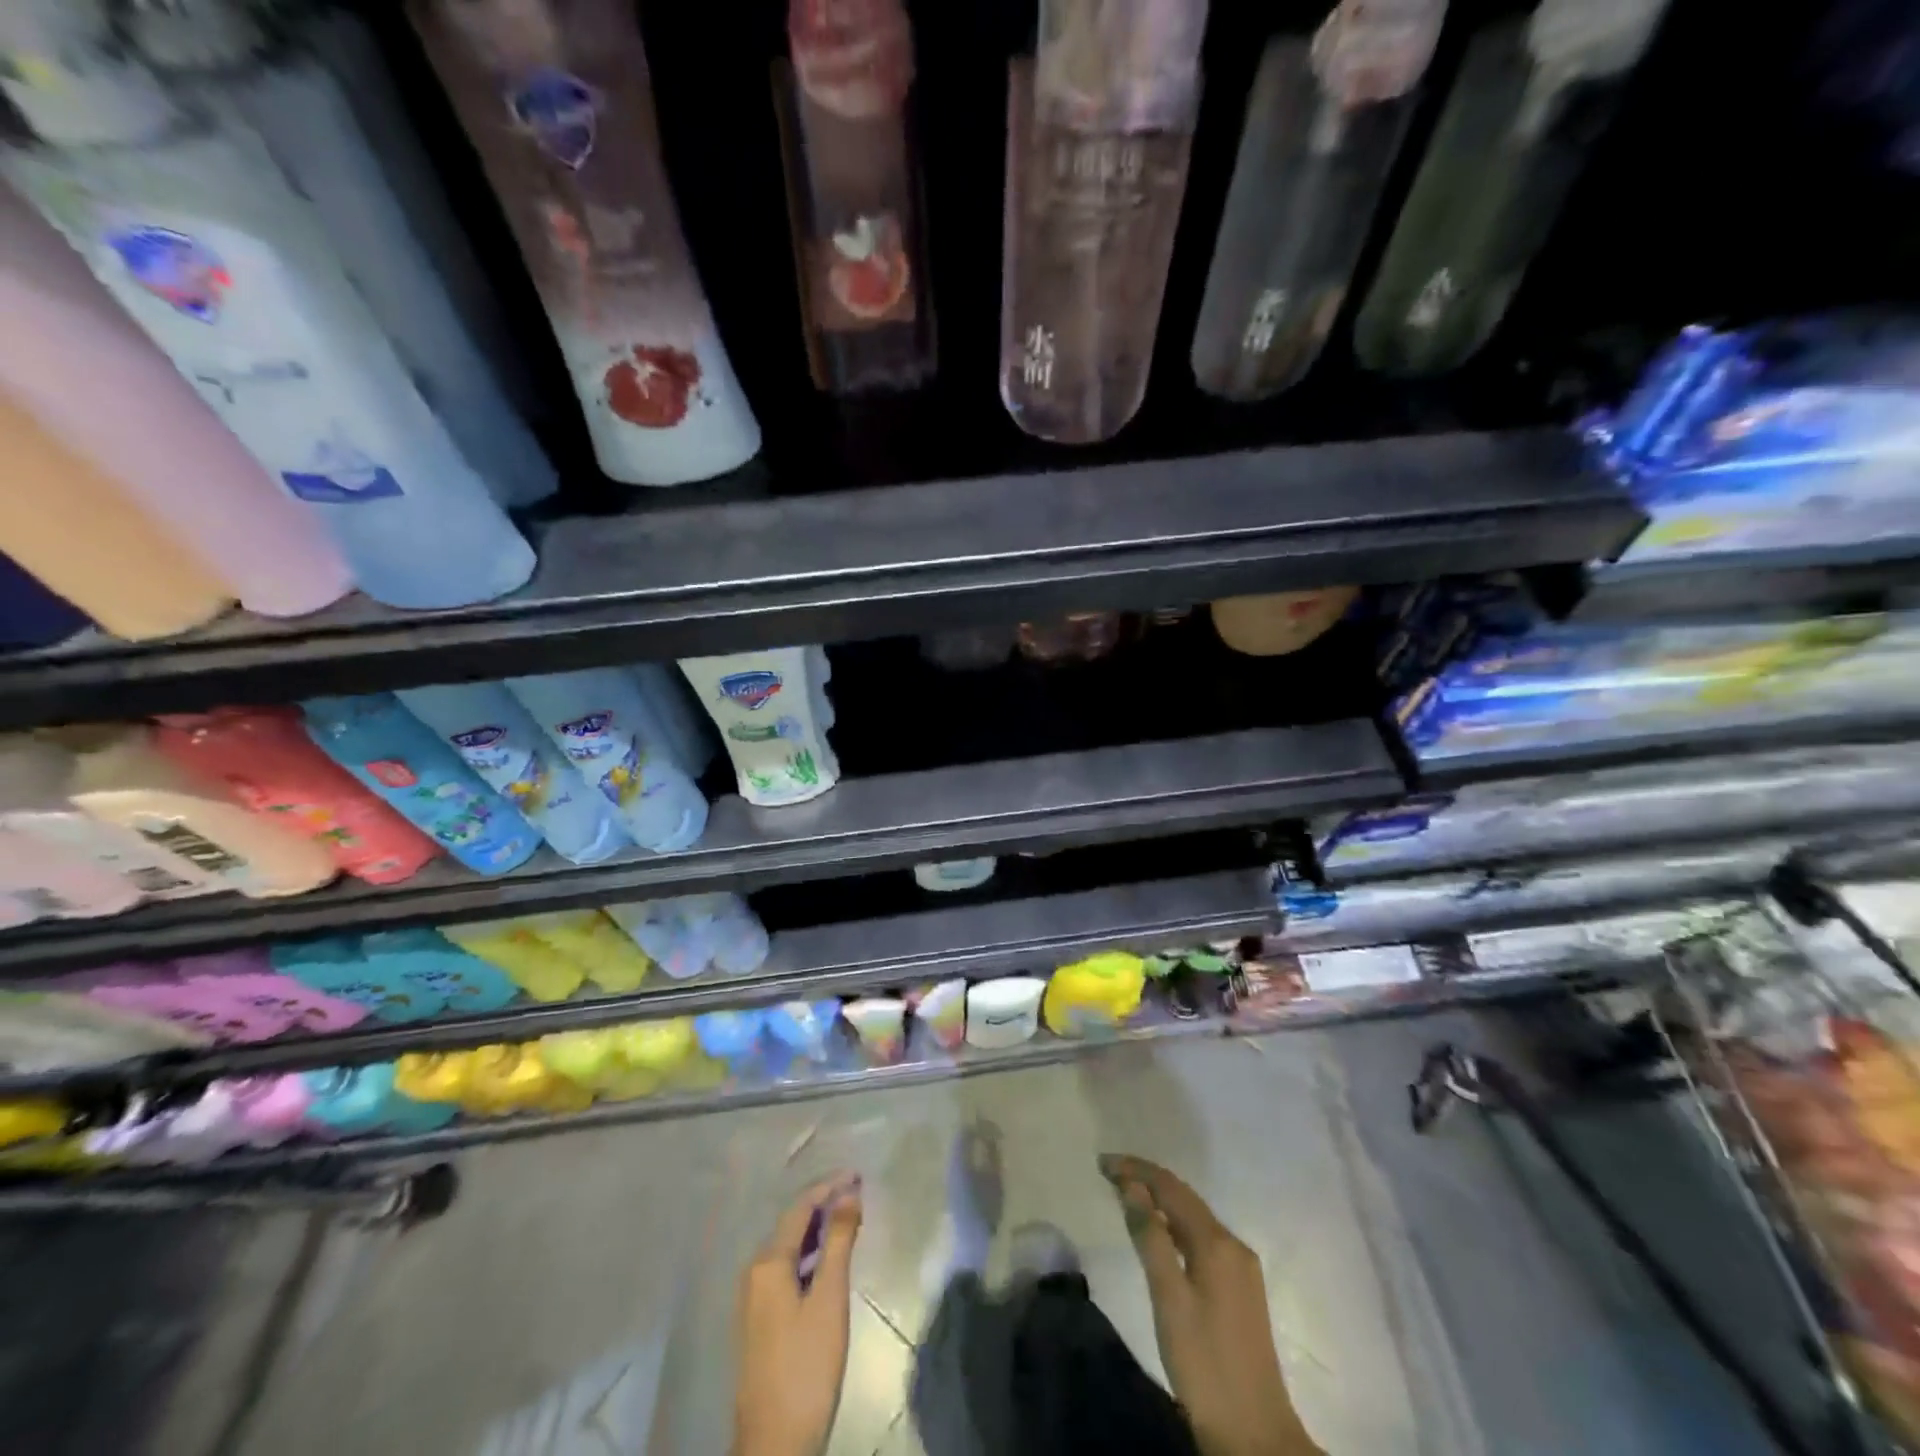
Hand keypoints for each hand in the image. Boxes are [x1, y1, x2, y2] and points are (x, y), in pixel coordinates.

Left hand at [732, 1173, 863, 1455]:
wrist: (774, 1443)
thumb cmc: (806, 1365)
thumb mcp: (829, 1298)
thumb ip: (839, 1242)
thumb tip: (849, 1193)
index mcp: (768, 1261)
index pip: (800, 1207)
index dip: (829, 1186)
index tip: (858, 1174)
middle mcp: (754, 1271)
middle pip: (791, 1223)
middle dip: (823, 1204)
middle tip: (857, 1193)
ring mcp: (753, 1297)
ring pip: (788, 1246)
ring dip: (817, 1229)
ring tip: (849, 1220)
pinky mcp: (760, 1319)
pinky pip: (784, 1268)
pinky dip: (808, 1254)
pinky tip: (827, 1262)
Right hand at [1099, 1154, 1322, 1455]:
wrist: (1255, 1435)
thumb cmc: (1204, 1363)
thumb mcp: (1169, 1298)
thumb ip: (1150, 1237)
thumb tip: (1131, 1185)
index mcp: (1218, 1242)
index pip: (1171, 1187)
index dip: (1136, 1169)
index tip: (1102, 1163)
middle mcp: (1233, 1245)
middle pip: (1185, 1198)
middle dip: (1147, 1180)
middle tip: (1108, 1174)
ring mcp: (1240, 1268)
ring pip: (1194, 1218)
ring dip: (1160, 1201)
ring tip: (1125, 1195)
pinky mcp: (1240, 1290)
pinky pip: (1201, 1238)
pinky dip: (1174, 1225)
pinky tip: (1158, 1233)